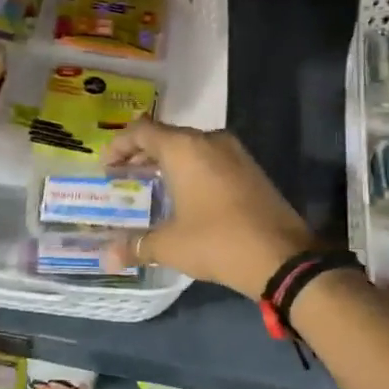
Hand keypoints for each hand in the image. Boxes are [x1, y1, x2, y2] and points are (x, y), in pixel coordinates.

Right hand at [105, 119, 313, 299]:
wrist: (282, 256)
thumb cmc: (217, 241)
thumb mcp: (170, 245)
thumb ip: (136, 245)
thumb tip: (106, 257)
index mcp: (185, 149)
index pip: (142, 131)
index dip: (119, 145)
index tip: (107, 166)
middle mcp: (209, 141)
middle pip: (167, 136)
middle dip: (142, 154)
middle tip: (123, 175)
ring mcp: (235, 153)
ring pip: (191, 147)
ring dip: (168, 161)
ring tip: (151, 184)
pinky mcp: (251, 169)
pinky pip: (211, 159)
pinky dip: (191, 169)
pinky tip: (185, 194)